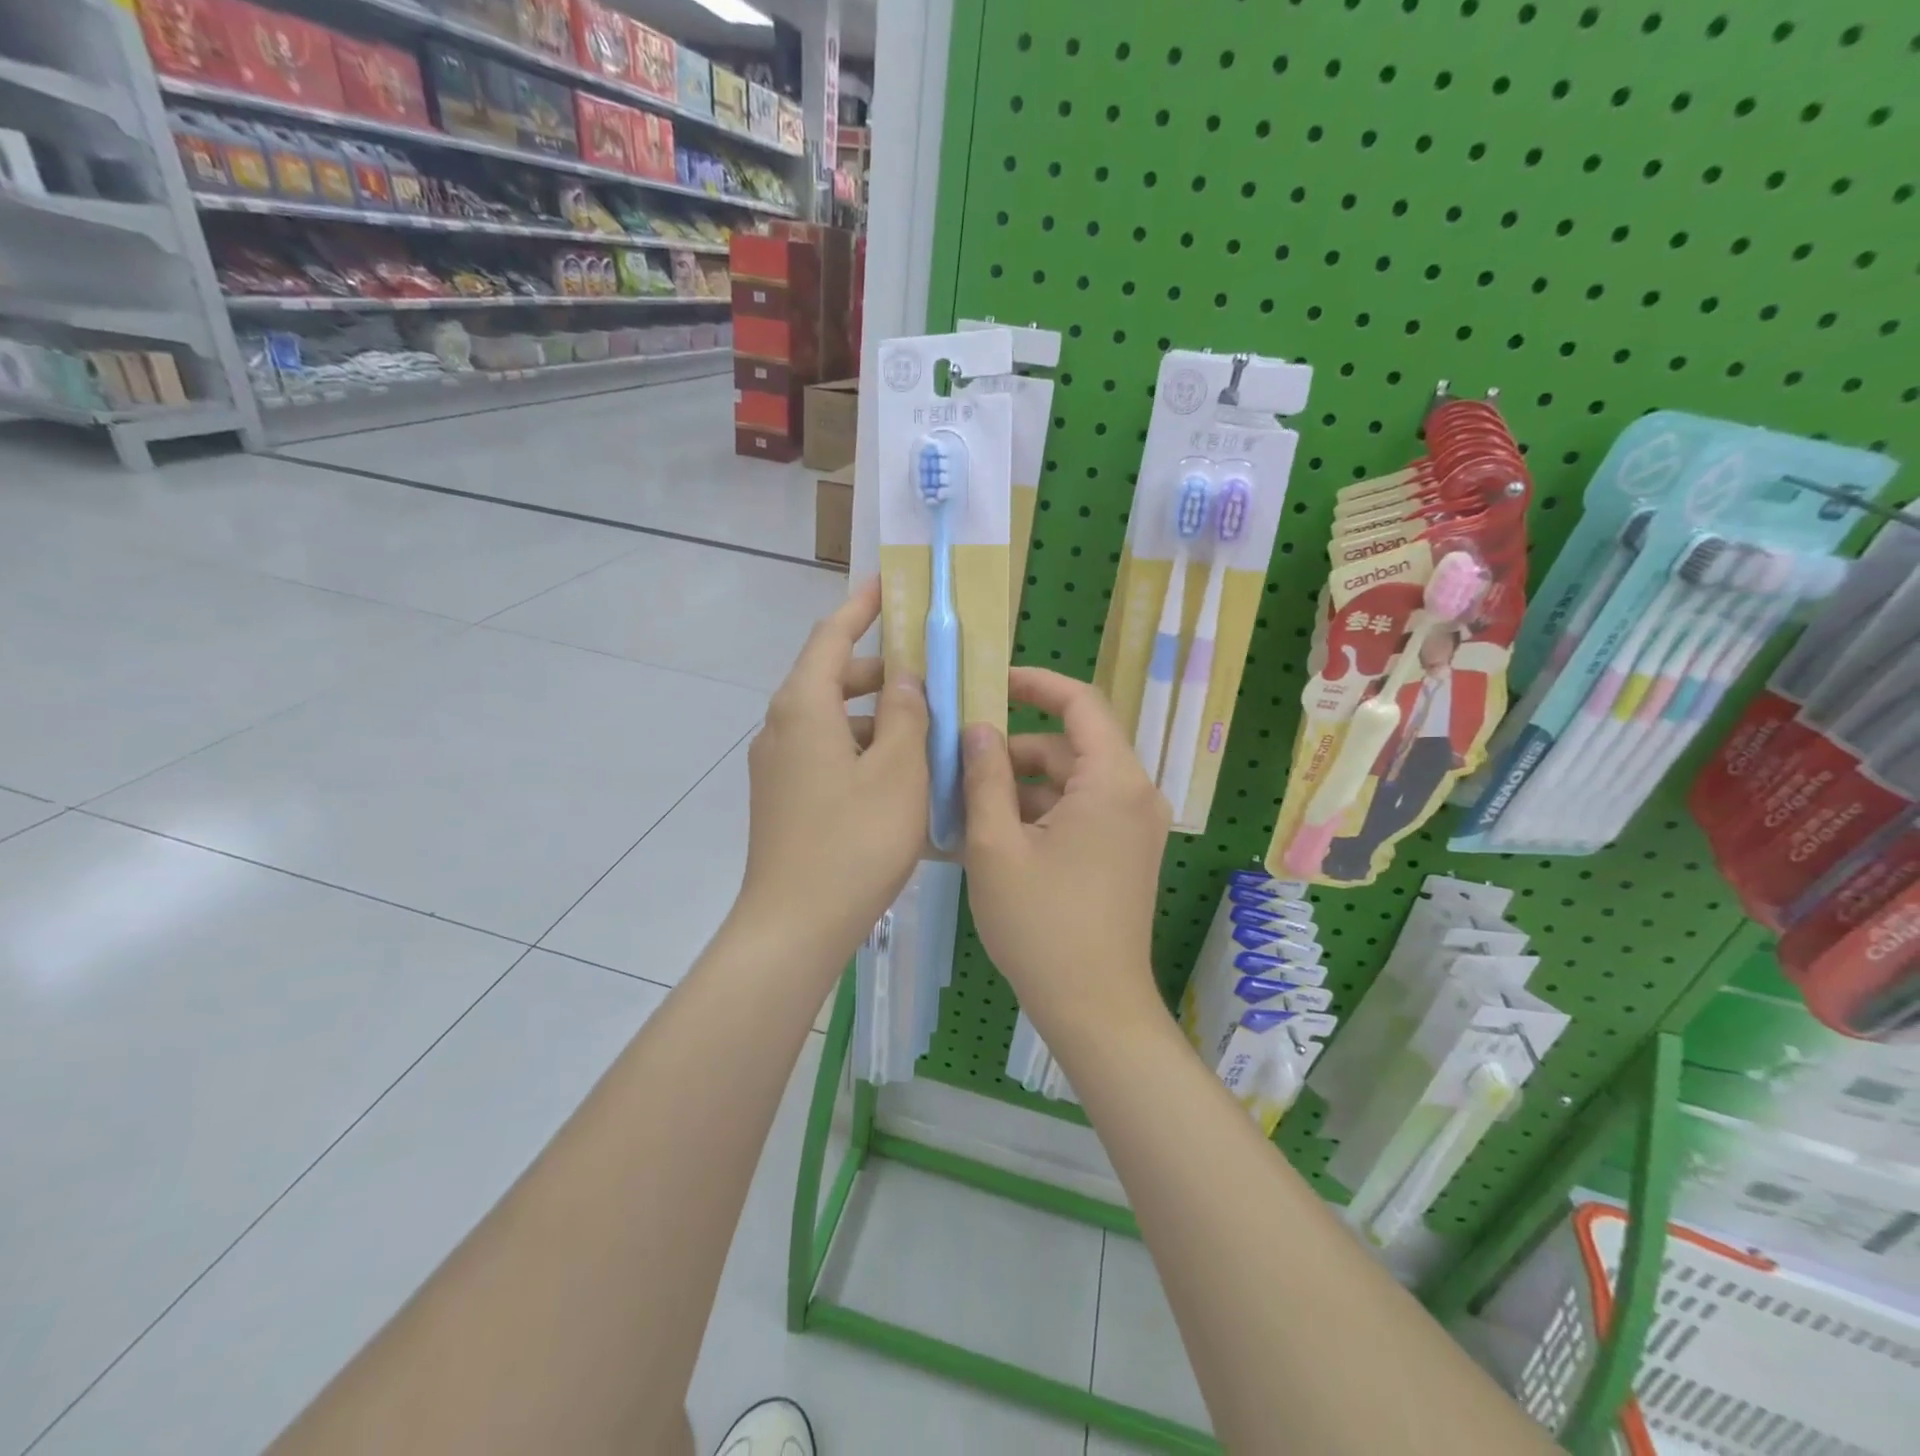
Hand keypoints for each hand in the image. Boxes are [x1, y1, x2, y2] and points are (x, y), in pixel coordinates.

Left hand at [736, 578, 928, 960]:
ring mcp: (778, 767)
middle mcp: (781, 728)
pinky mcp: (784, 799)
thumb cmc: (854, 841)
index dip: (860, 607)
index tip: (886, 585)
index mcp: (803, 708)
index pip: (830, 637)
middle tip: (930, 674)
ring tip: (927, 731)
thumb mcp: (899, 771)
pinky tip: (900, 778)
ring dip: (877, 717)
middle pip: (832, 679)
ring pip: (833, 721)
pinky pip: (827, 754)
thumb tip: (906, 678)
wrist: (794, 925)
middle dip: (881, 672)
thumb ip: (907, 714)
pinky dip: (863, 750)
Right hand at [960, 667, 1168, 1028]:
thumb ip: (984, 778)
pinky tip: (993, 835)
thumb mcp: (996, 846)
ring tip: (965, 805)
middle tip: (958, 763)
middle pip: (1070, 747)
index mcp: (1113, 782)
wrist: (1095, 1009)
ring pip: (1071, 782)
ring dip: (1021, 786)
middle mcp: (1135, 794)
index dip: (1036, 684)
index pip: (1081, 703)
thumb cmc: (1042, 926)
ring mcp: (1134, 826)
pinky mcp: (1125, 853)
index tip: (992, 682)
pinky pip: (1080, 812)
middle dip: (1014, 750)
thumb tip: (977, 729)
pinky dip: (1040, 813)